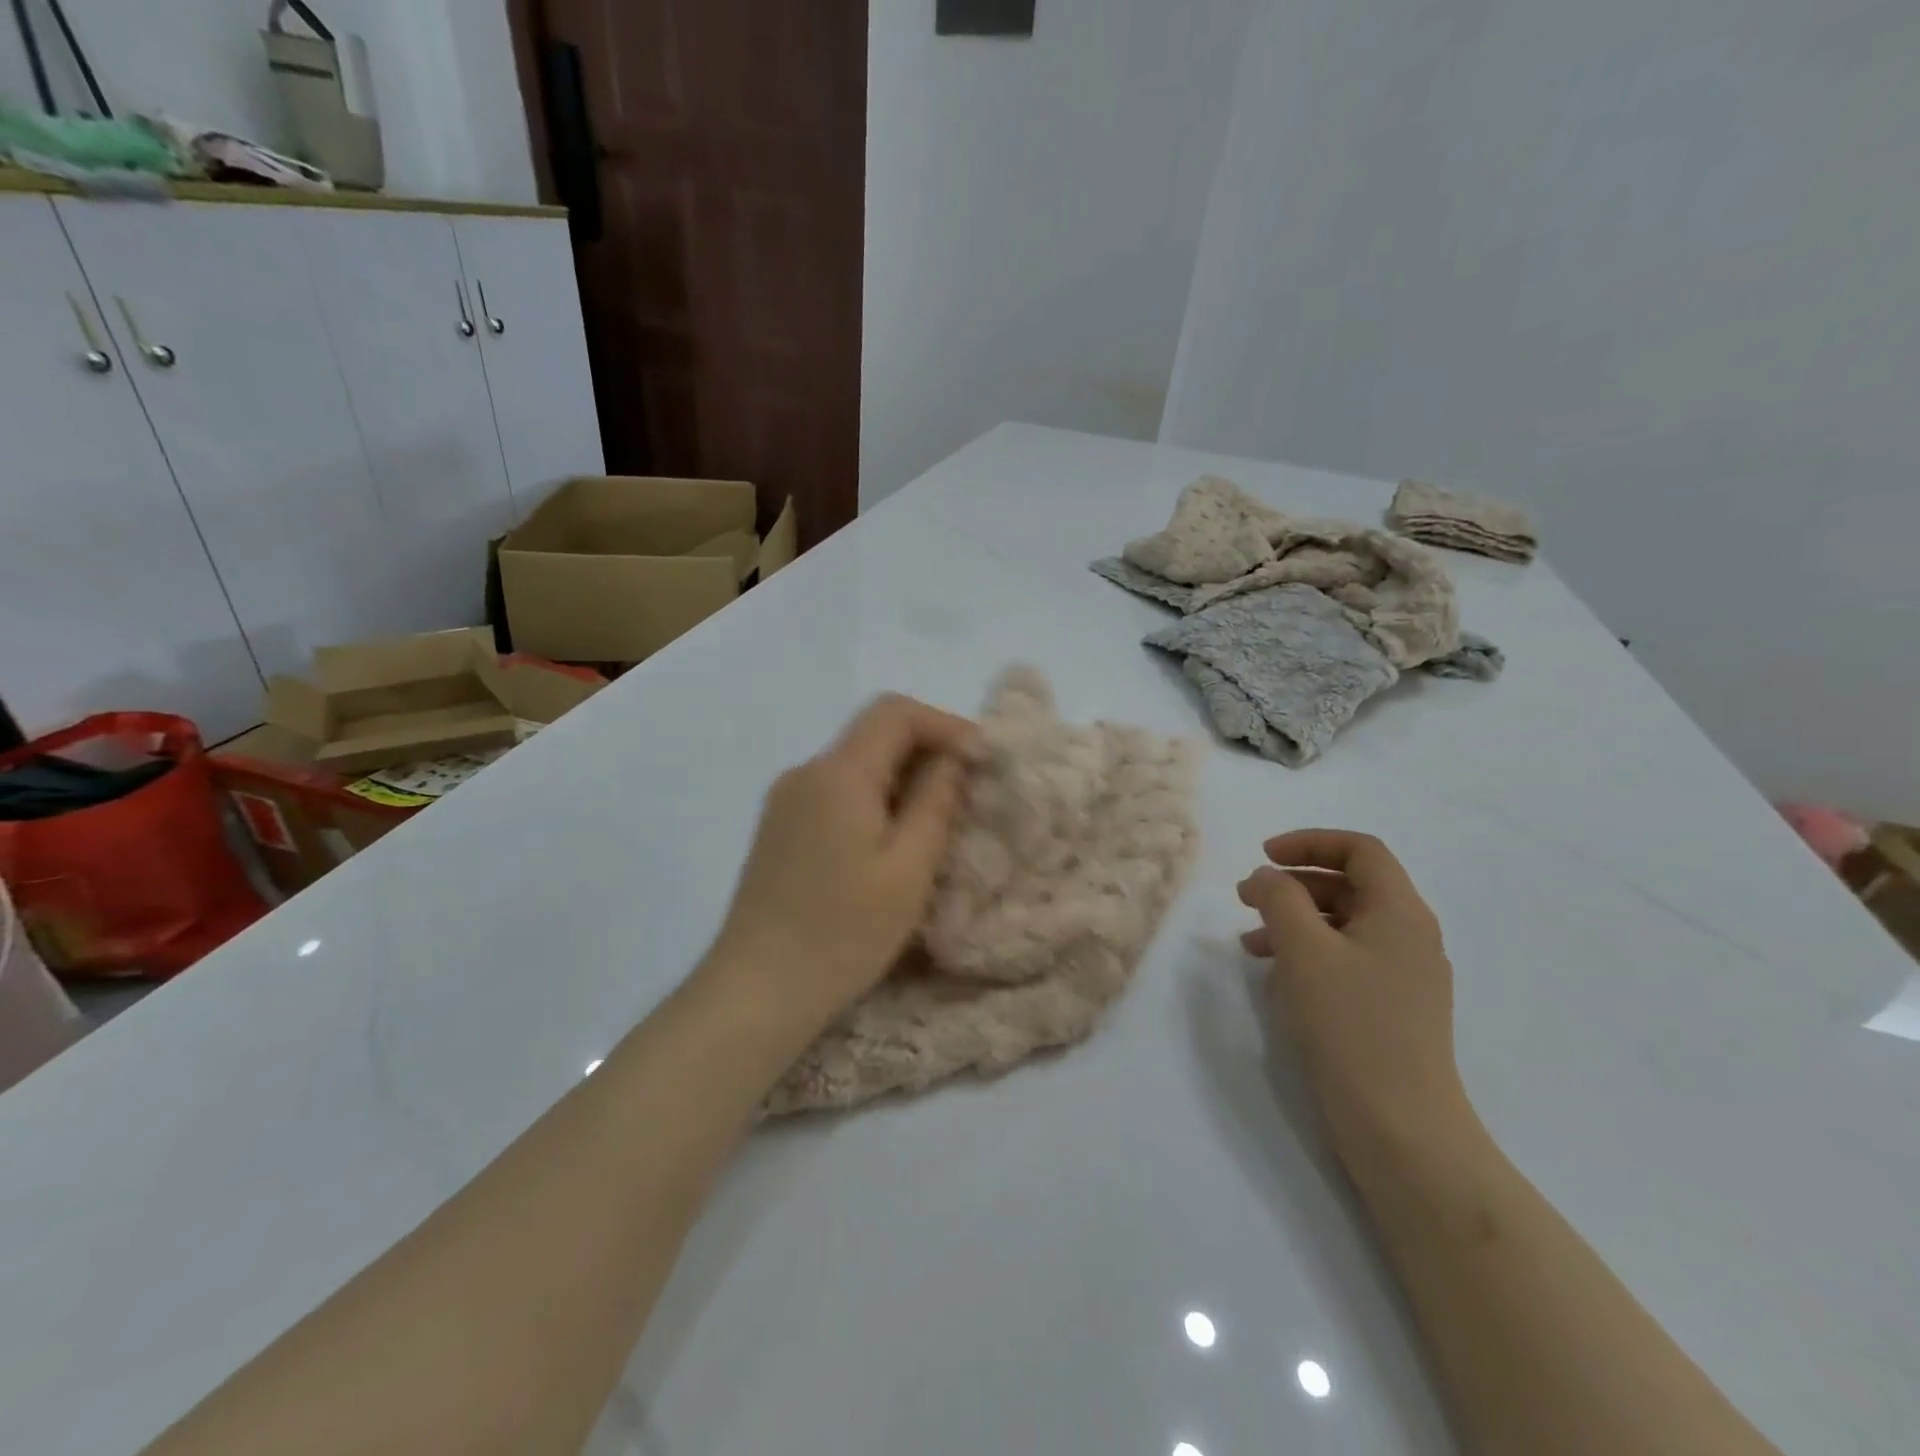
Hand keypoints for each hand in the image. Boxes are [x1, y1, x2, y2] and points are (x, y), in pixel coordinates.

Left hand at [705, 694, 978, 1030]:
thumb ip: (936, 801)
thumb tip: (955, 757)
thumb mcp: (908, 869)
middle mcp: (806, 772)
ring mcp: (786, 800)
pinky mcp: (779, 829)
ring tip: (935, 824)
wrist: (757, 990)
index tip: (980, 761)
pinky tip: (889, 844)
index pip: (896, 712)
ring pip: (856, 765)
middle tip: (966, 796)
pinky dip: (873, 801)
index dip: (945, 724)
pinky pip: (835, 793)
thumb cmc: (843, 932)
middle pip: (874, 735)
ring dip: (901, 780)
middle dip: (927, 753)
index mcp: (838, 773)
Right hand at [1238, 830, 1474, 1155]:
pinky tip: (1278, 977)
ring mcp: (1406, 975)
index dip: (1309, 842)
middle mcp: (1410, 935)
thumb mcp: (1304, 949)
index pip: (1360, 850)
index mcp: (1400, 911)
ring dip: (1295, 921)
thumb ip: (1279, 898)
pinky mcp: (1393, 1008)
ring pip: (1344, 925)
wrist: (1401, 1125)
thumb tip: (1267, 876)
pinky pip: (1348, 959)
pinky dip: (1309, 953)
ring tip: (1250, 943)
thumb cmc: (1351, 1024)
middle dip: (1293, 884)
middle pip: (1350, 885)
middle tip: (1246, 898)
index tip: (1264, 856)